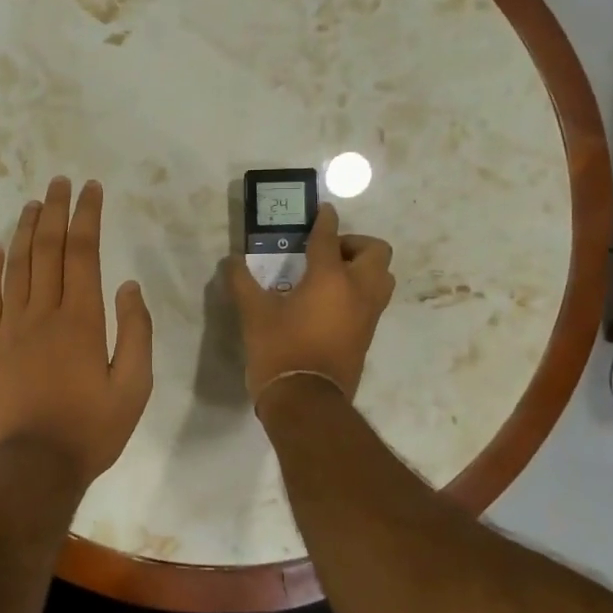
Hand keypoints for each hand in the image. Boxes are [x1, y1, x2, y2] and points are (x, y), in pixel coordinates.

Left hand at [0, 177, 153, 488]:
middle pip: (47, 249)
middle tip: (59, 182)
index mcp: (82, 319)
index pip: (83, 252)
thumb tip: (128, 285)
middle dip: (55, 210)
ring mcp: (8, 328)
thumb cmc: (91, 430)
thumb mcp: (134, 387)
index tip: (90, 189)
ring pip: (16, 267)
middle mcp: (42, 313)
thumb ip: (136, 332)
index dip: (87, 216)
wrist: (33, 466)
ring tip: (31, 204)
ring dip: (24, 231)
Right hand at [228, 203, 394, 405]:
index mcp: (331, 278)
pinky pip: (373, 300)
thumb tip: (231, 261)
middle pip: (375, 252)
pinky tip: (329, 302)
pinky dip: (359, 291)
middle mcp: (358, 290)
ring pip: (381, 277)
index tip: (322, 211)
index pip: (330, 237)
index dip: (325, 220)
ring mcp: (368, 315)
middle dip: (354, 244)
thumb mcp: (253, 313)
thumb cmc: (279, 349)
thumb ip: (242, 282)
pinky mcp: (367, 335)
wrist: (306, 401)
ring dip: (363, 268)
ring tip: (331, 277)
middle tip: (326, 252)